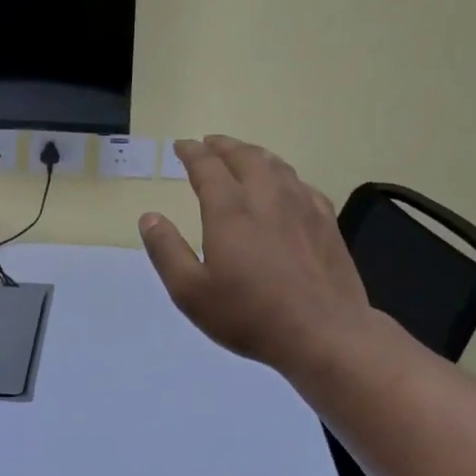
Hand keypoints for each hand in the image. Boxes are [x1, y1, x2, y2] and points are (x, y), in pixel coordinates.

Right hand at [139, 136, 372, 375]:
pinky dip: (284, 176)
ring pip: (276, 165)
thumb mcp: (191, 292)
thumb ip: (166, 251)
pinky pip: (302, 184)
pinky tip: (285, 187)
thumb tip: (149, 217)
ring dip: (254, 154)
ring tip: (243, 156)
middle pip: (244, 156)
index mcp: (230, 209)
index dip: (192, 152)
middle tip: (210, 143)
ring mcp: (302, 206)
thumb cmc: (249, 314)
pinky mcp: (326, 222)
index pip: (207, 166)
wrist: (323, 332)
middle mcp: (266, 196)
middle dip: (223, 146)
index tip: (181, 146)